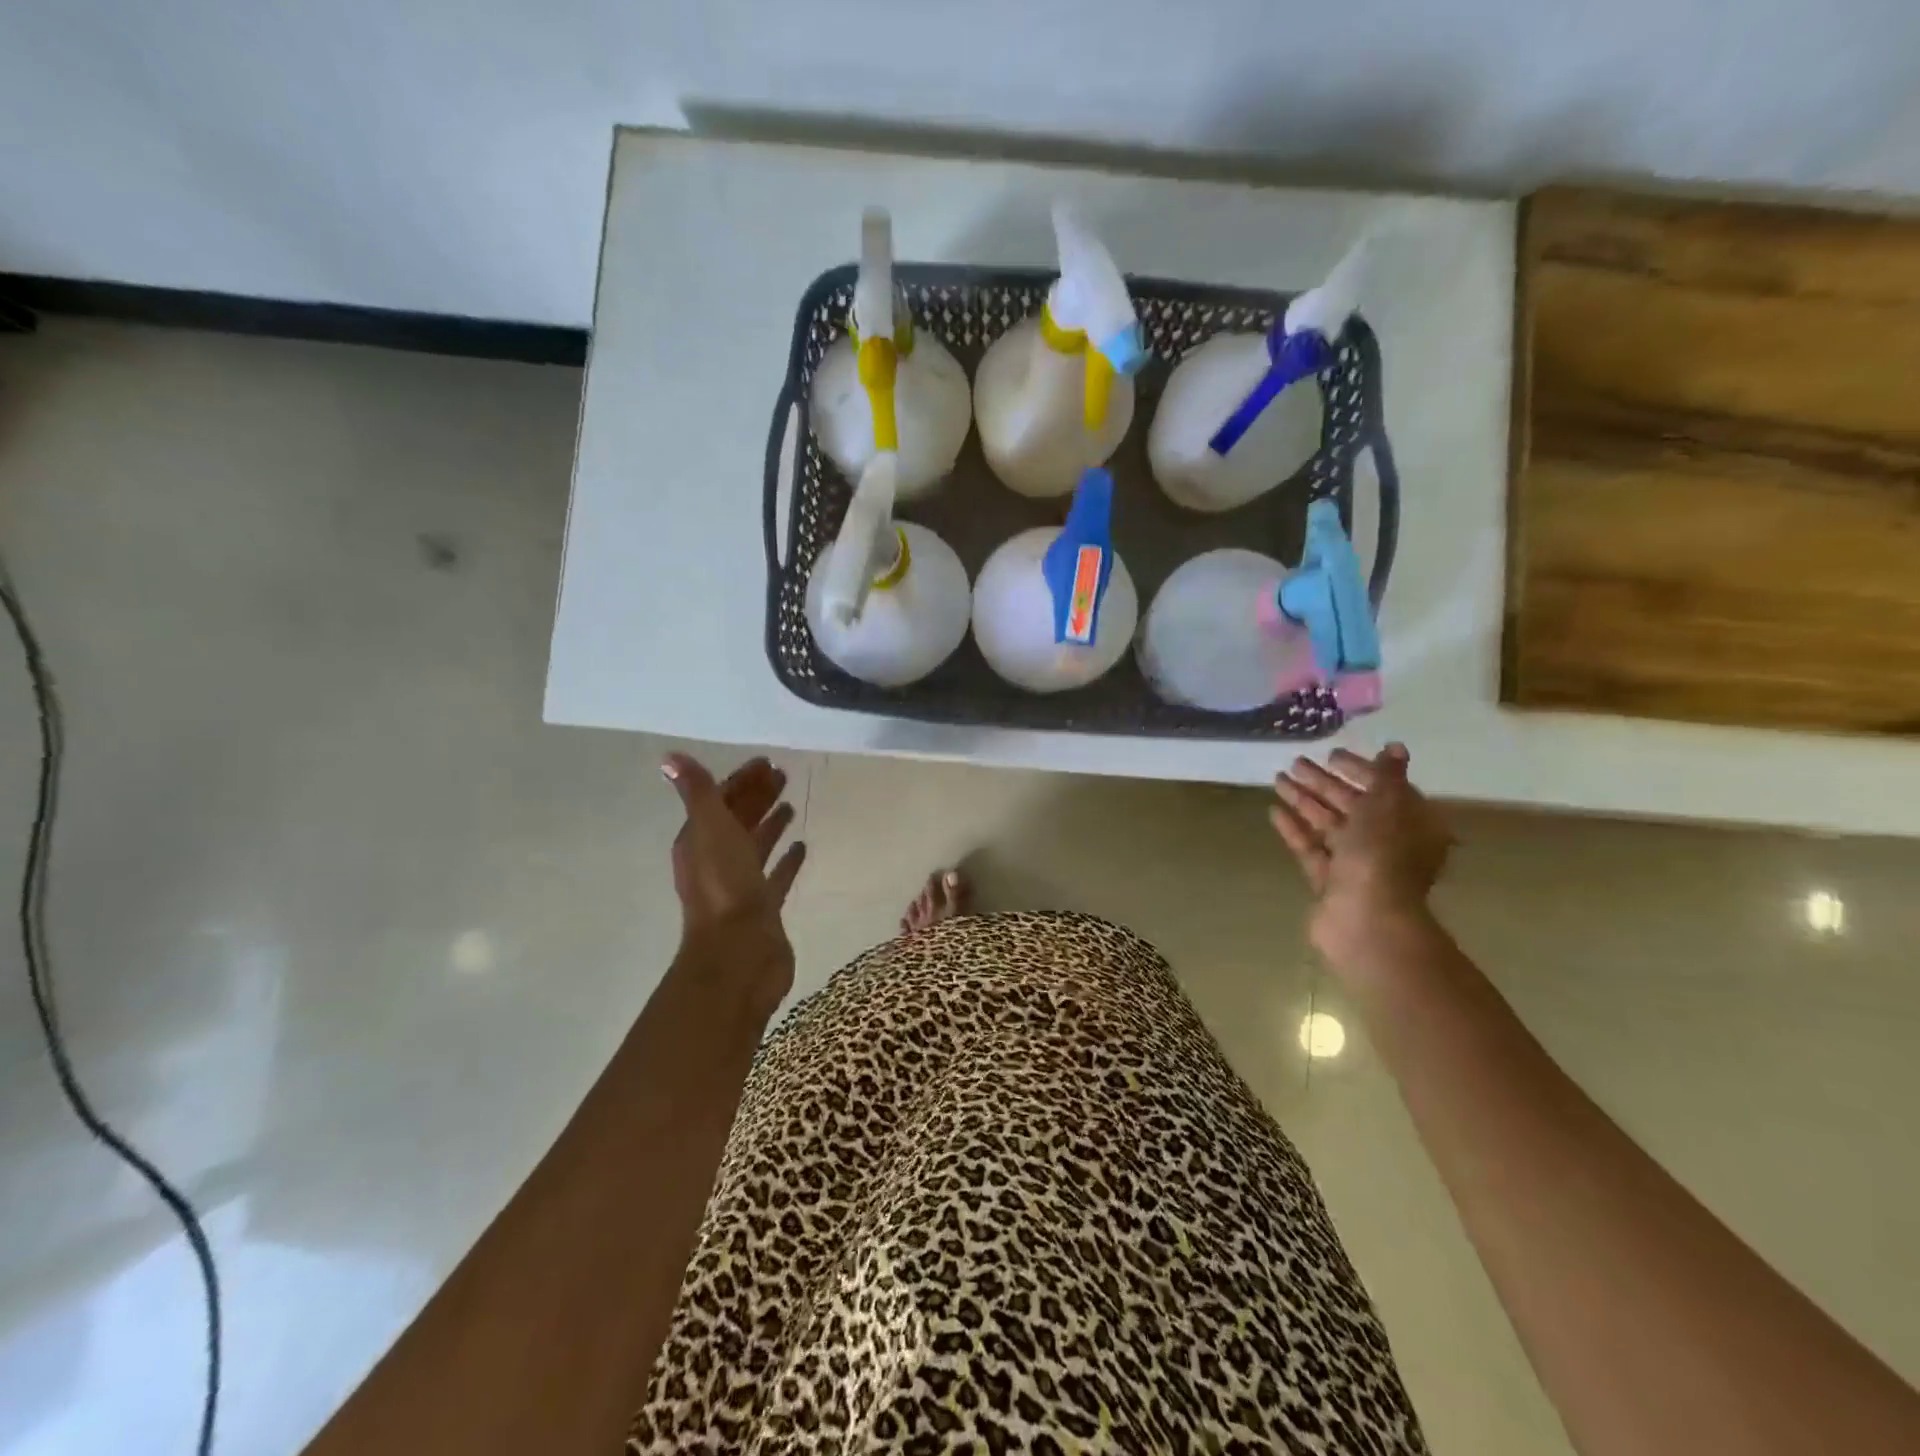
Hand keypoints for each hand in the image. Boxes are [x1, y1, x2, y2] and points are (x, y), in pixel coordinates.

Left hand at [662, 754, 806, 1004]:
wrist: (740, 953)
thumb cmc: (724, 886)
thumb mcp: (709, 829)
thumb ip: (698, 793)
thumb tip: (669, 758)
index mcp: (699, 841)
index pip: (719, 800)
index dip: (741, 780)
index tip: (766, 762)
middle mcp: (716, 861)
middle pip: (738, 820)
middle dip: (757, 797)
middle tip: (784, 775)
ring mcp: (740, 885)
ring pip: (756, 846)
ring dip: (771, 825)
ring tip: (791, 805)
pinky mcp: (764, 907)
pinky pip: (775, 876)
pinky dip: (786, 860)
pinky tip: (802, 847)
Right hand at [1270, 744, 1452, 954]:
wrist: (1364, 918)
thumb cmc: (1382, 855)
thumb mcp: (1388, 805)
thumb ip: (1387, 775)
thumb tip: (1395, 748)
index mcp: (1412, 825)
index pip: (1386, 788)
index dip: (1359, 769)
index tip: (1330, 755)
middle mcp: (1387, 843)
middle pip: (1353, 805)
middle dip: (1324, 783)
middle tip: (1294, 762)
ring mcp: (1356, 864)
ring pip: (1328, 825)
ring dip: (1304, 801)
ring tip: (1277, 779)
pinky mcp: (1329, 881)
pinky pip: (1311, 848)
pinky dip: (1295, 829)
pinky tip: (1274, 811)